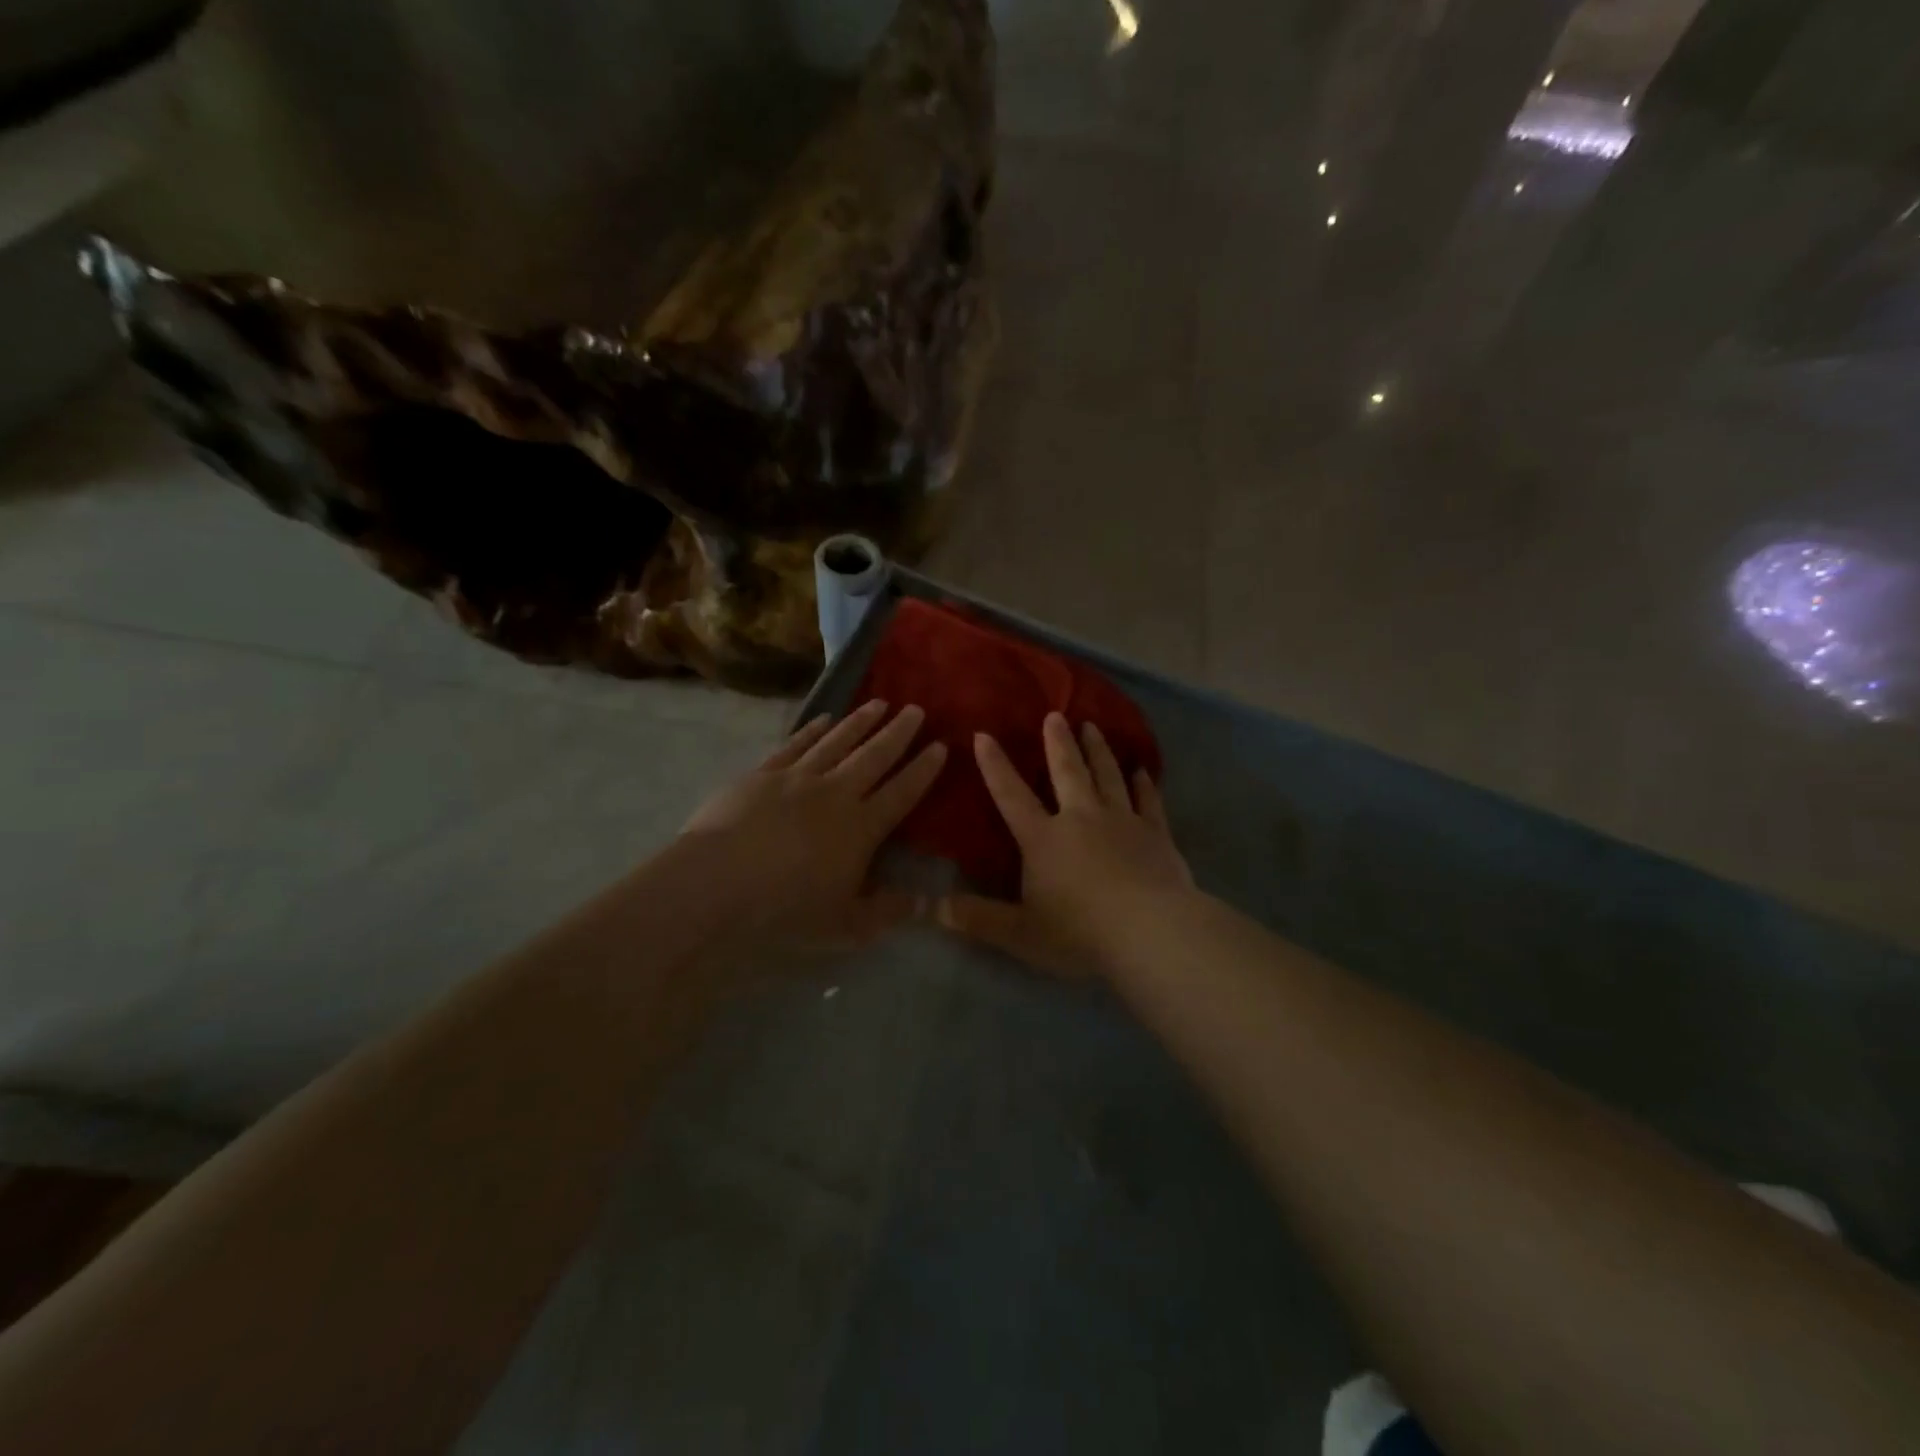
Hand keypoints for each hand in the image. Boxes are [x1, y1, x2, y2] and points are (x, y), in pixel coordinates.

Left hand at [680, 700, 945, 945]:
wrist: (716, 885)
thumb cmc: (785, 910)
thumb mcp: (845, 926)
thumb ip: (887, 911)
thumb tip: (925, 901)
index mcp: (861, 828)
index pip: (902, 792)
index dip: (923, 769)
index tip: (941, 746)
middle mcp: (835, 793)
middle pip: (874, 756)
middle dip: (899, 732)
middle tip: (916, 709)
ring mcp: (797, 778)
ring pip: (838, 742)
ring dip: (860, 722)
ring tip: (879, 703)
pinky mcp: (762, 774)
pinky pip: (796, 744)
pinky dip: (813, 730)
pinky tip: (825, 719)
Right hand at [936, 712, 1194, 978]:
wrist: (1150, 932)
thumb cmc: (1079, 933)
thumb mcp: (1020, 933)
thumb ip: (979, 919)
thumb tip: (933, 908)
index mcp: (1044, 839)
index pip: (1012, 796)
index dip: (996, 766)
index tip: (984, 735)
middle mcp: (1081, 818)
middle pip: (1068, 772)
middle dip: (1059, 743)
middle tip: (1056, 715)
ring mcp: (1122, 822)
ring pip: (1108, 776)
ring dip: (1099, 751)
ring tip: (1093, 727)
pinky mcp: (1156, 834)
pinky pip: (1148, 801)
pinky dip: (1143, 784)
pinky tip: (1142, 771)